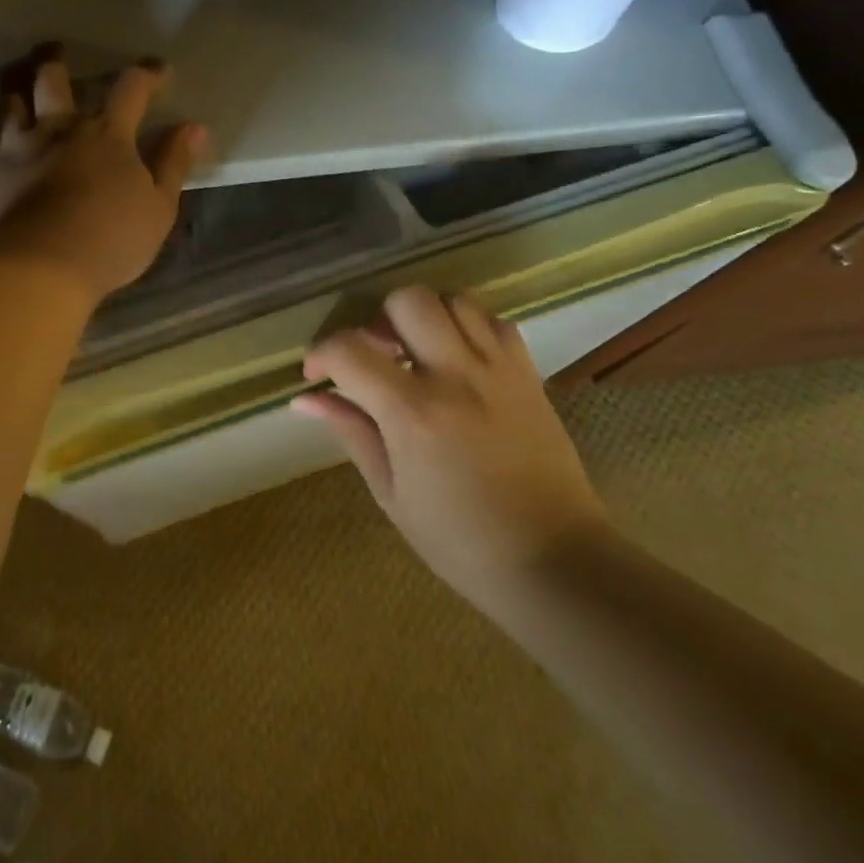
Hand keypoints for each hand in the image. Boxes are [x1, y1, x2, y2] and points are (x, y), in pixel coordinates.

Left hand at [0, 55, 206, 299]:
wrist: (40, 266)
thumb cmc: (111, 238)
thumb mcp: (158, 207)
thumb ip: (173, 164)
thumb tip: (193, 127)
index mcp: (107, 135)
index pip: (131, 89)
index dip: (147, 74)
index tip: (158, 70)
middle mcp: (60, 130)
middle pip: (52, 81)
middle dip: (55, 62)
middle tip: (55, 51)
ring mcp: (20, 150)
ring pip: (12, 105)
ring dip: (18, 94)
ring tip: (19, 94)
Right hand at [296, 285, 608, 601]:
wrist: (557, 562)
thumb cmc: (461, 541)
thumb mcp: (391, 493)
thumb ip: (351, 431)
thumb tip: (306, 398)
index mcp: (413, 413)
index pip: (349, 349)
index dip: (321, 353)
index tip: (317, 374)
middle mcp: (456, 376)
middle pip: (408, 301)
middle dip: (378, 319)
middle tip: (376, 355)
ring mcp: (499, 370)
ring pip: (453, 299)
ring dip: (424, 316)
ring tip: (415, 351)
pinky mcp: (529, 375)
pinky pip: (494, 321)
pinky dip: (467, 325)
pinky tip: (457, 357)